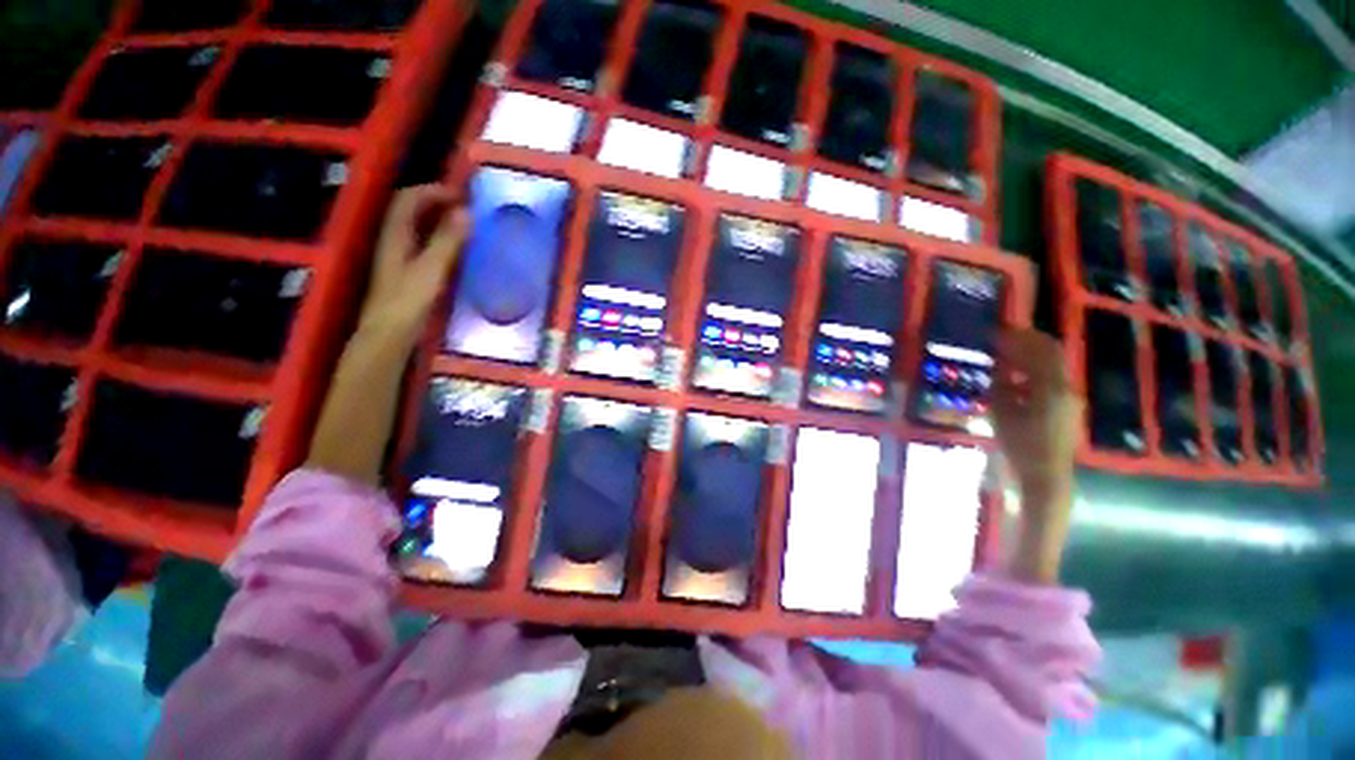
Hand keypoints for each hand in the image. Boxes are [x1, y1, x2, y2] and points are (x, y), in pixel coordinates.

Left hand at [359, 184, 468, 338]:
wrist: (389, 334)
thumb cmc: (408, 301)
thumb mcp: (432, 269)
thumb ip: (447, 240)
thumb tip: (466, 212)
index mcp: (395, 234)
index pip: (409, 199)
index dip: (433, 191)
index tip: (462, 196)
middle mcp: (393, 239)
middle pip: (410, 209)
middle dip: (436, 202)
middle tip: (466, 207)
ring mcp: (398, 255)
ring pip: (417, 226)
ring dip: (439, 219)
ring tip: (465, 224)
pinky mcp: (406, 270)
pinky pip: (423, 243)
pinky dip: (439, 238)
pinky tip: (456, 249)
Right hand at [992, 328, 1079, 496]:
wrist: (1046, 476)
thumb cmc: (1020, 445)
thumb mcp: (1002, 413)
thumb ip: (1002, 384)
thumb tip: (1000, 363)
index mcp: (1051, 387)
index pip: (1039, 350)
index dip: (1018, 337)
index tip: (995, 332)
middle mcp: (1066, 387)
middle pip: (1051, 353)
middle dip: (1026, 342)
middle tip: (1000, 338)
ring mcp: (1070, 398)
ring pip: (1052, 366)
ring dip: (1029, 356)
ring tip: (1003, 356)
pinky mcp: (1067, 408)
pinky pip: (1051, 379)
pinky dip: (1033, 371)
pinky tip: (1014, 379)